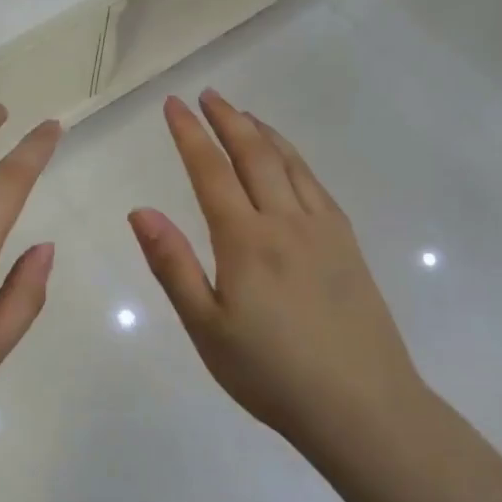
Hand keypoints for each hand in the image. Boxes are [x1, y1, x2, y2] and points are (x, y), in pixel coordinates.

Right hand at [128, 90, 420, 447]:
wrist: (362, 406)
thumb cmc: (270, 373)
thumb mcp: (206, 327)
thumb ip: (172, 264)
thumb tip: (140, 211)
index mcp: (246, 240)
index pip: (210, 172)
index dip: (189, 134)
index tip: (174, 105)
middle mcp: (286, 222)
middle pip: (254, 155)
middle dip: (228, 120)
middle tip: (209, 95)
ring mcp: (324, 230)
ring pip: (290, 164)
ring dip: (263, 133)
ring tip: (244, 115)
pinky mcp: (348, 245)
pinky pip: (317, 185)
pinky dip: (296, 160)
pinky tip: (289, 163)